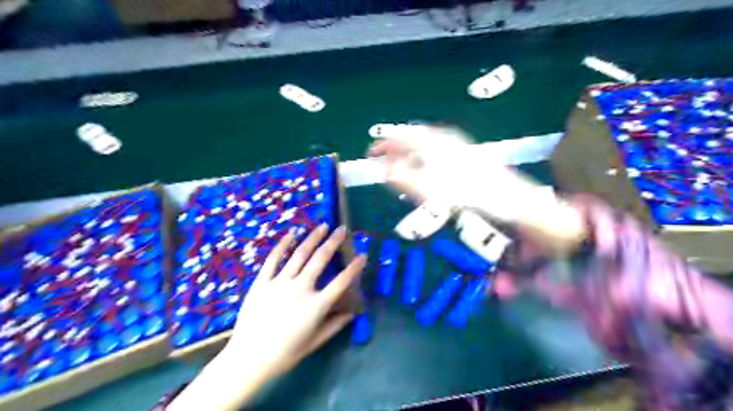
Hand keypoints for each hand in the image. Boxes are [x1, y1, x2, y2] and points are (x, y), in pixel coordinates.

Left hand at [222, 226, 361, 377]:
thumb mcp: (315, 342)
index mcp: (316, 305)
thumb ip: (335, 325)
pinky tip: (292, 234)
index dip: (354, 268)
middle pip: (320, 259)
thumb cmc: (285, 354)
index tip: (363, 255)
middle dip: (333, 242)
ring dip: (313, 238)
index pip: (341, 282)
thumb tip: (352, 313)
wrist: (249, 359)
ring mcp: (280, 283)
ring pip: (300, 254)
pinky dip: (283, 245)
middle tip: (342, 229)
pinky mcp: (262, 282)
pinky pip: (274, 259)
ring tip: (322, 226)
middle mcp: (301, 288)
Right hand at [366, 123, 542, 222]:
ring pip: (422, 143)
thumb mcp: (426, 189)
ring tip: (402, 171)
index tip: (370, 155)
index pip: (397, 136)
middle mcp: (441, 137)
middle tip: (385, 165)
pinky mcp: (463, 151)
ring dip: (408, 154)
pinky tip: (425, 171)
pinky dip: (422, 157)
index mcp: (430, 142)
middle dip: (394, 150)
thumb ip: (401, 176)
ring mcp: (454, 142)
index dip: (381, 145)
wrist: (506, 197)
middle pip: (410, 137)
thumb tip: (383, 167)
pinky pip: (434, 149)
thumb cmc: (464, 194)